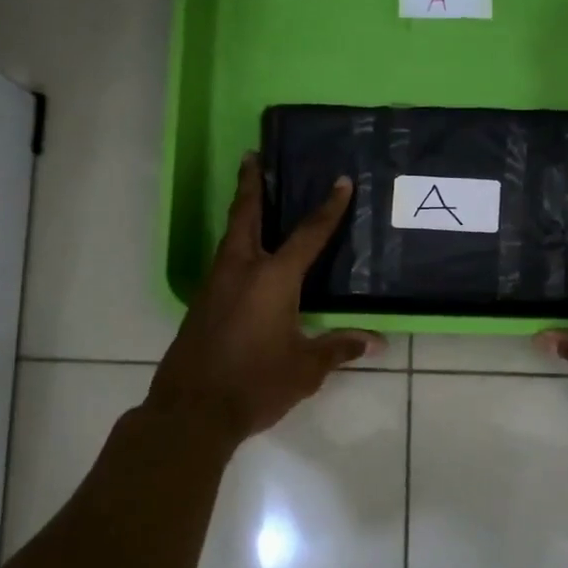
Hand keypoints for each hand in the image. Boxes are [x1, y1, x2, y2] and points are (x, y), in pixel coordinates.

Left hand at [147, 153, 383, 442]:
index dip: (328, 208)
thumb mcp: (305, 368)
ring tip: (251, 200)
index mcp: (273, 279)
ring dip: (240, 214)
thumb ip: (338, 348)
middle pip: (245, 216)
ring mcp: (214, 286)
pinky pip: (222, 262)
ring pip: (229, 238)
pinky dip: (234, 246)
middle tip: (252, 157)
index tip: (340, 181)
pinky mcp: (200, 304)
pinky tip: (243, 260)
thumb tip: (375, 341)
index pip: (308, 235)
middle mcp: (240, 271)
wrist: (191, 411)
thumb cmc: (255, 385)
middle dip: (250, 184)